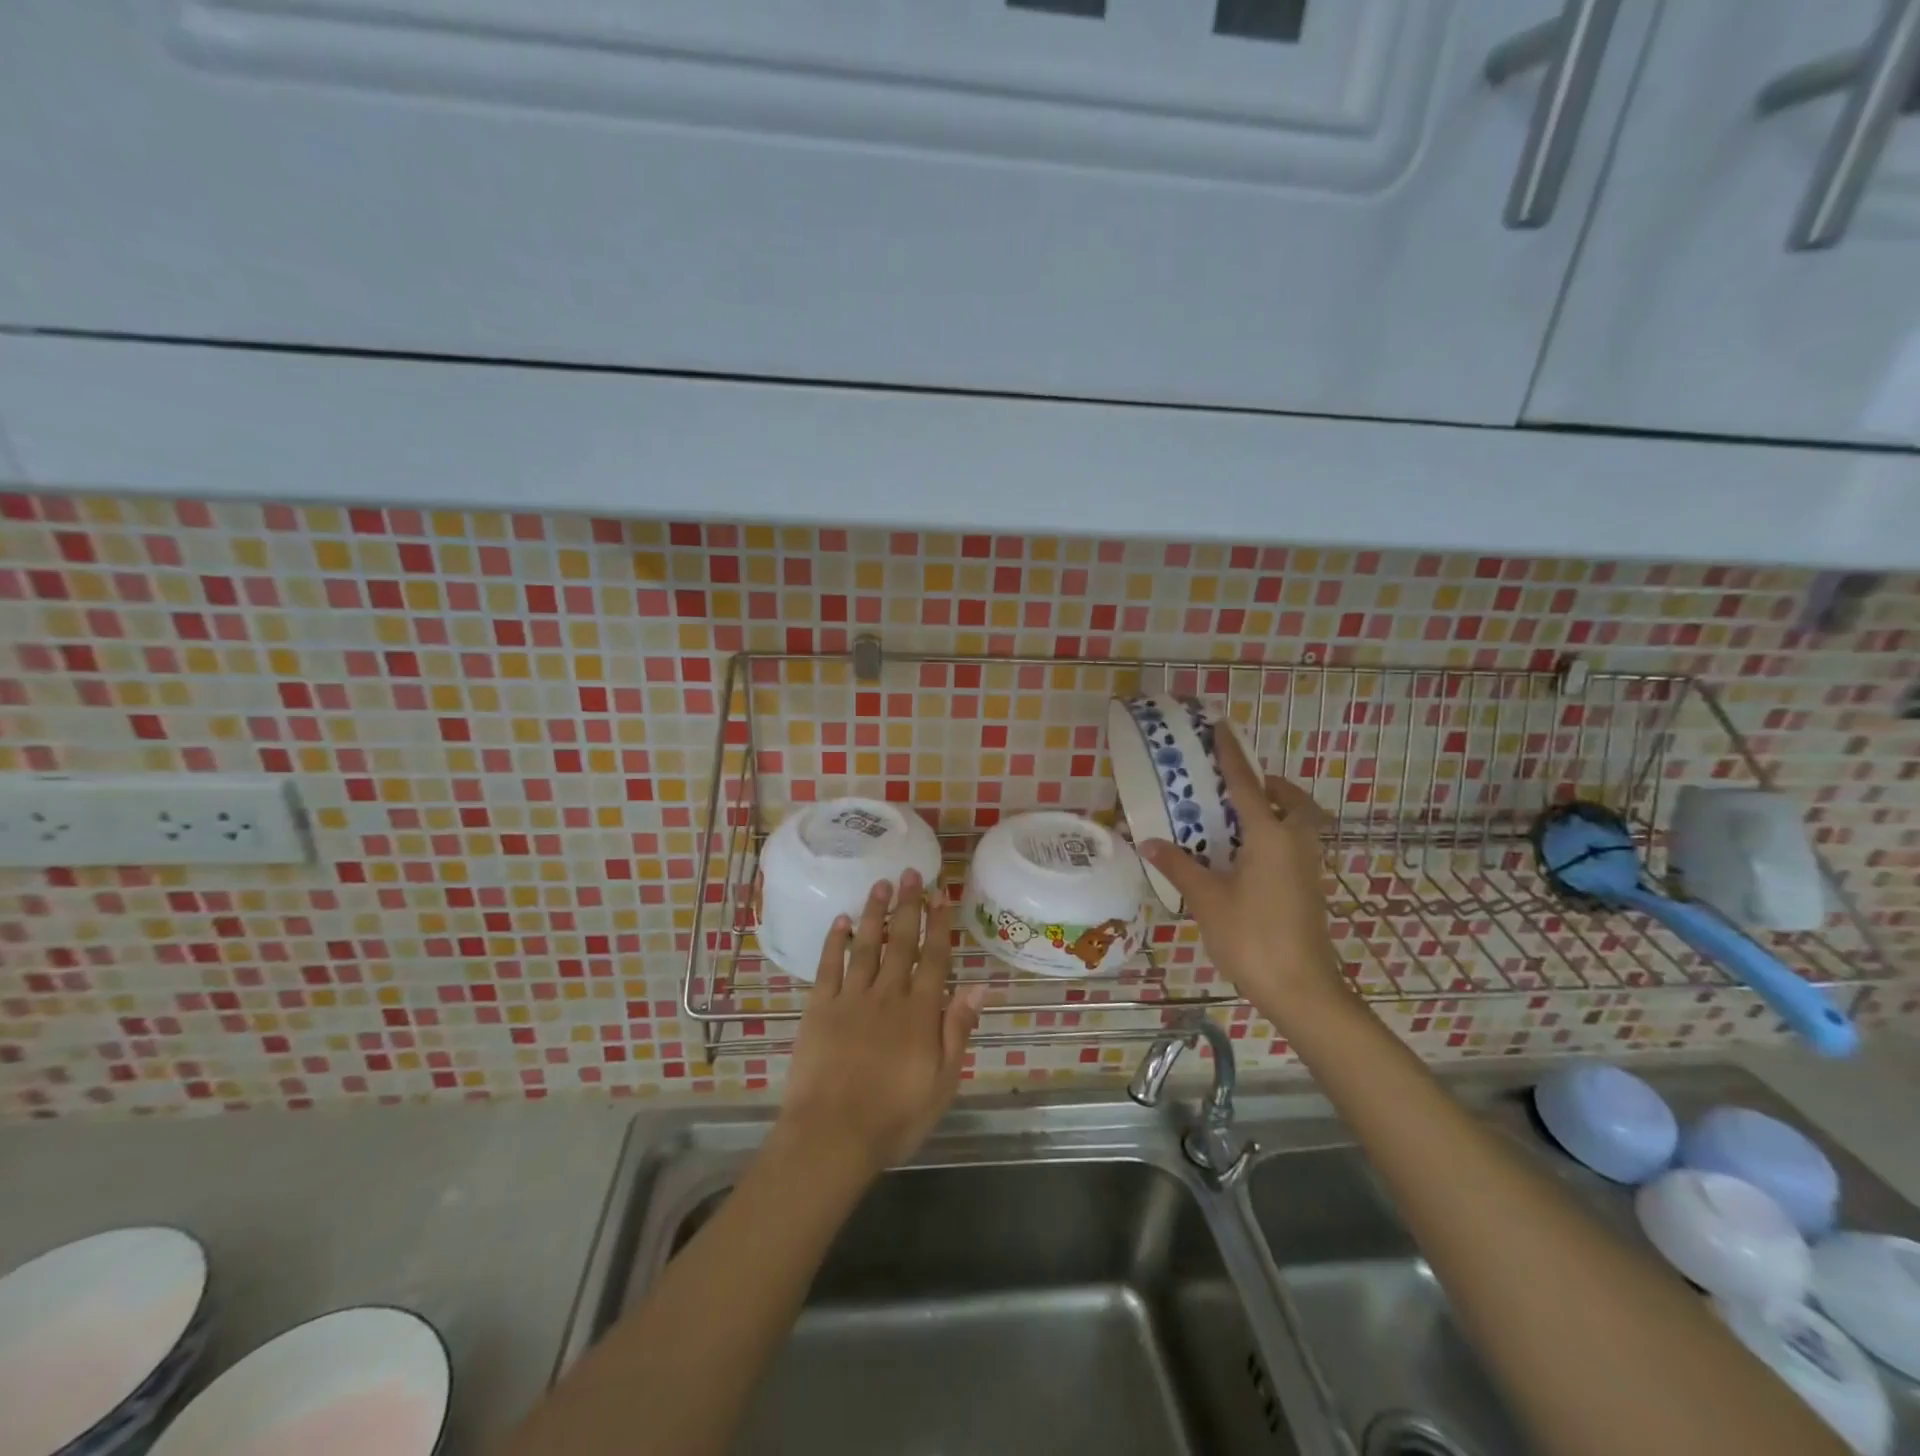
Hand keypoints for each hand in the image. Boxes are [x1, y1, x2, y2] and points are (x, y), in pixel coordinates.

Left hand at [777, 870, 983, 1179]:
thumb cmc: (895, 1117)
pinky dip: (835, 941)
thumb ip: (958, 1030)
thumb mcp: (943, 1082)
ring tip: (880, 884)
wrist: (832, 1136)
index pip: (934, 958)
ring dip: (874, 913)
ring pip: (866, 945)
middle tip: (910, 873)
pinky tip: (841, 920)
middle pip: (901, 942)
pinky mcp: (820, 1007)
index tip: (941, 895)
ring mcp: (851, 998)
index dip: (939, 925)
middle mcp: (888, 995)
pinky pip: (828, 966)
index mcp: (920, 1012)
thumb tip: (980, 986)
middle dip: (908, 905)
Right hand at [1139, 728, 1349, 1035]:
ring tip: (1241, 818)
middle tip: (1239, 786)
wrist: (1301, 988)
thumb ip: (1180, 866)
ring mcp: (1308, 866)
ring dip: (1277, 810)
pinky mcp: (1310, 888)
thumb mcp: (1207, 899)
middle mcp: (1294, 843)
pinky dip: (1278, 835)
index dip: (1232, 755)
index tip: (1222, 728)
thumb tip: (1150, 841)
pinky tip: (1248, 856)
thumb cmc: (1251, 936)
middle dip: (1270, 785)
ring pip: (1299, 823)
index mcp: (1269, 836)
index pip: (1246, 785)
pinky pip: (1296, 844)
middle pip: (1291, 800)